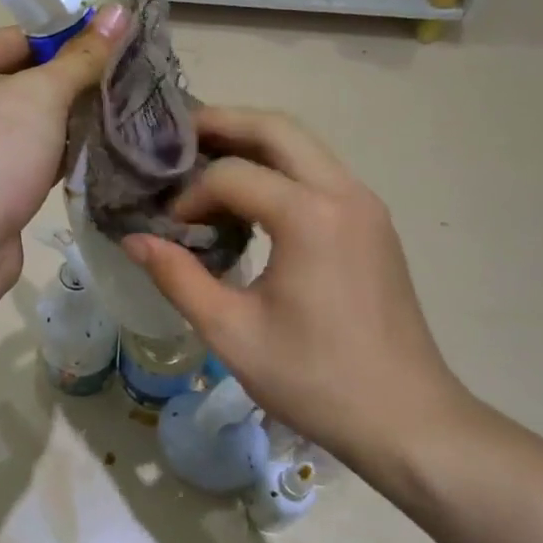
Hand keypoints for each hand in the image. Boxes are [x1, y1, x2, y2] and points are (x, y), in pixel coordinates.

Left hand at [0, 6, 127, 281]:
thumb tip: (120, 11)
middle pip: (19, 81)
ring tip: (112, 119)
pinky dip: (49, 157)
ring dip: (62, 124)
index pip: (16, 39)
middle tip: (118, 86)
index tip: (112, 50)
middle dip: (67, 87)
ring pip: (21, 124)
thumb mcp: (42, 95)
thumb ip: (82, 57)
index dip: (66, 42)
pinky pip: (18, 158)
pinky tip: (88, 156)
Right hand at [123, 108, 471, 484]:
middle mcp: (343, 193)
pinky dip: (279, 166)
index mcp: (309, 217)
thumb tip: (134, 241)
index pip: (232, 175)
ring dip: (252, 140)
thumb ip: (178, 278)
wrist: (408, 419)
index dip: (191, 195)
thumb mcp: (232, 333)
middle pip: (276, 129)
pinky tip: (250, 196)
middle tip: (176, 136)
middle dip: (222, 123)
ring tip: (205, 157)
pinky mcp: (373, 222)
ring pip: (303, 144)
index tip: (169, 229)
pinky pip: (319, 170)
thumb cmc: (316, 379)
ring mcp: (365, 204)